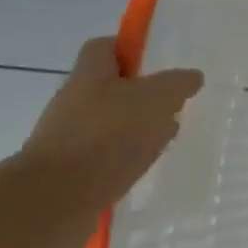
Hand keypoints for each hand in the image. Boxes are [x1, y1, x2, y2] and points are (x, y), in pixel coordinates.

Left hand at [17, 37, 202, 226]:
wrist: (56, 200)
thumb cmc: (108, 136)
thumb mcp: (157, 99)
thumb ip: (177, 84)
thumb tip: (191, 77)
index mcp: (90, 75)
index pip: (105, 47)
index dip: (131, 49)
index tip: (159, 63)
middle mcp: (74, 101)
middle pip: (110, 87)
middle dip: (142, 95)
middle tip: (172, 106)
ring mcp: (69, 138)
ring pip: (110, 124)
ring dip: (136, 130)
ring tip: (164, 141)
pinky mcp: (71, 171)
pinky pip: (105, 156)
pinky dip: (126, 159)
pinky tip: (144, 168)